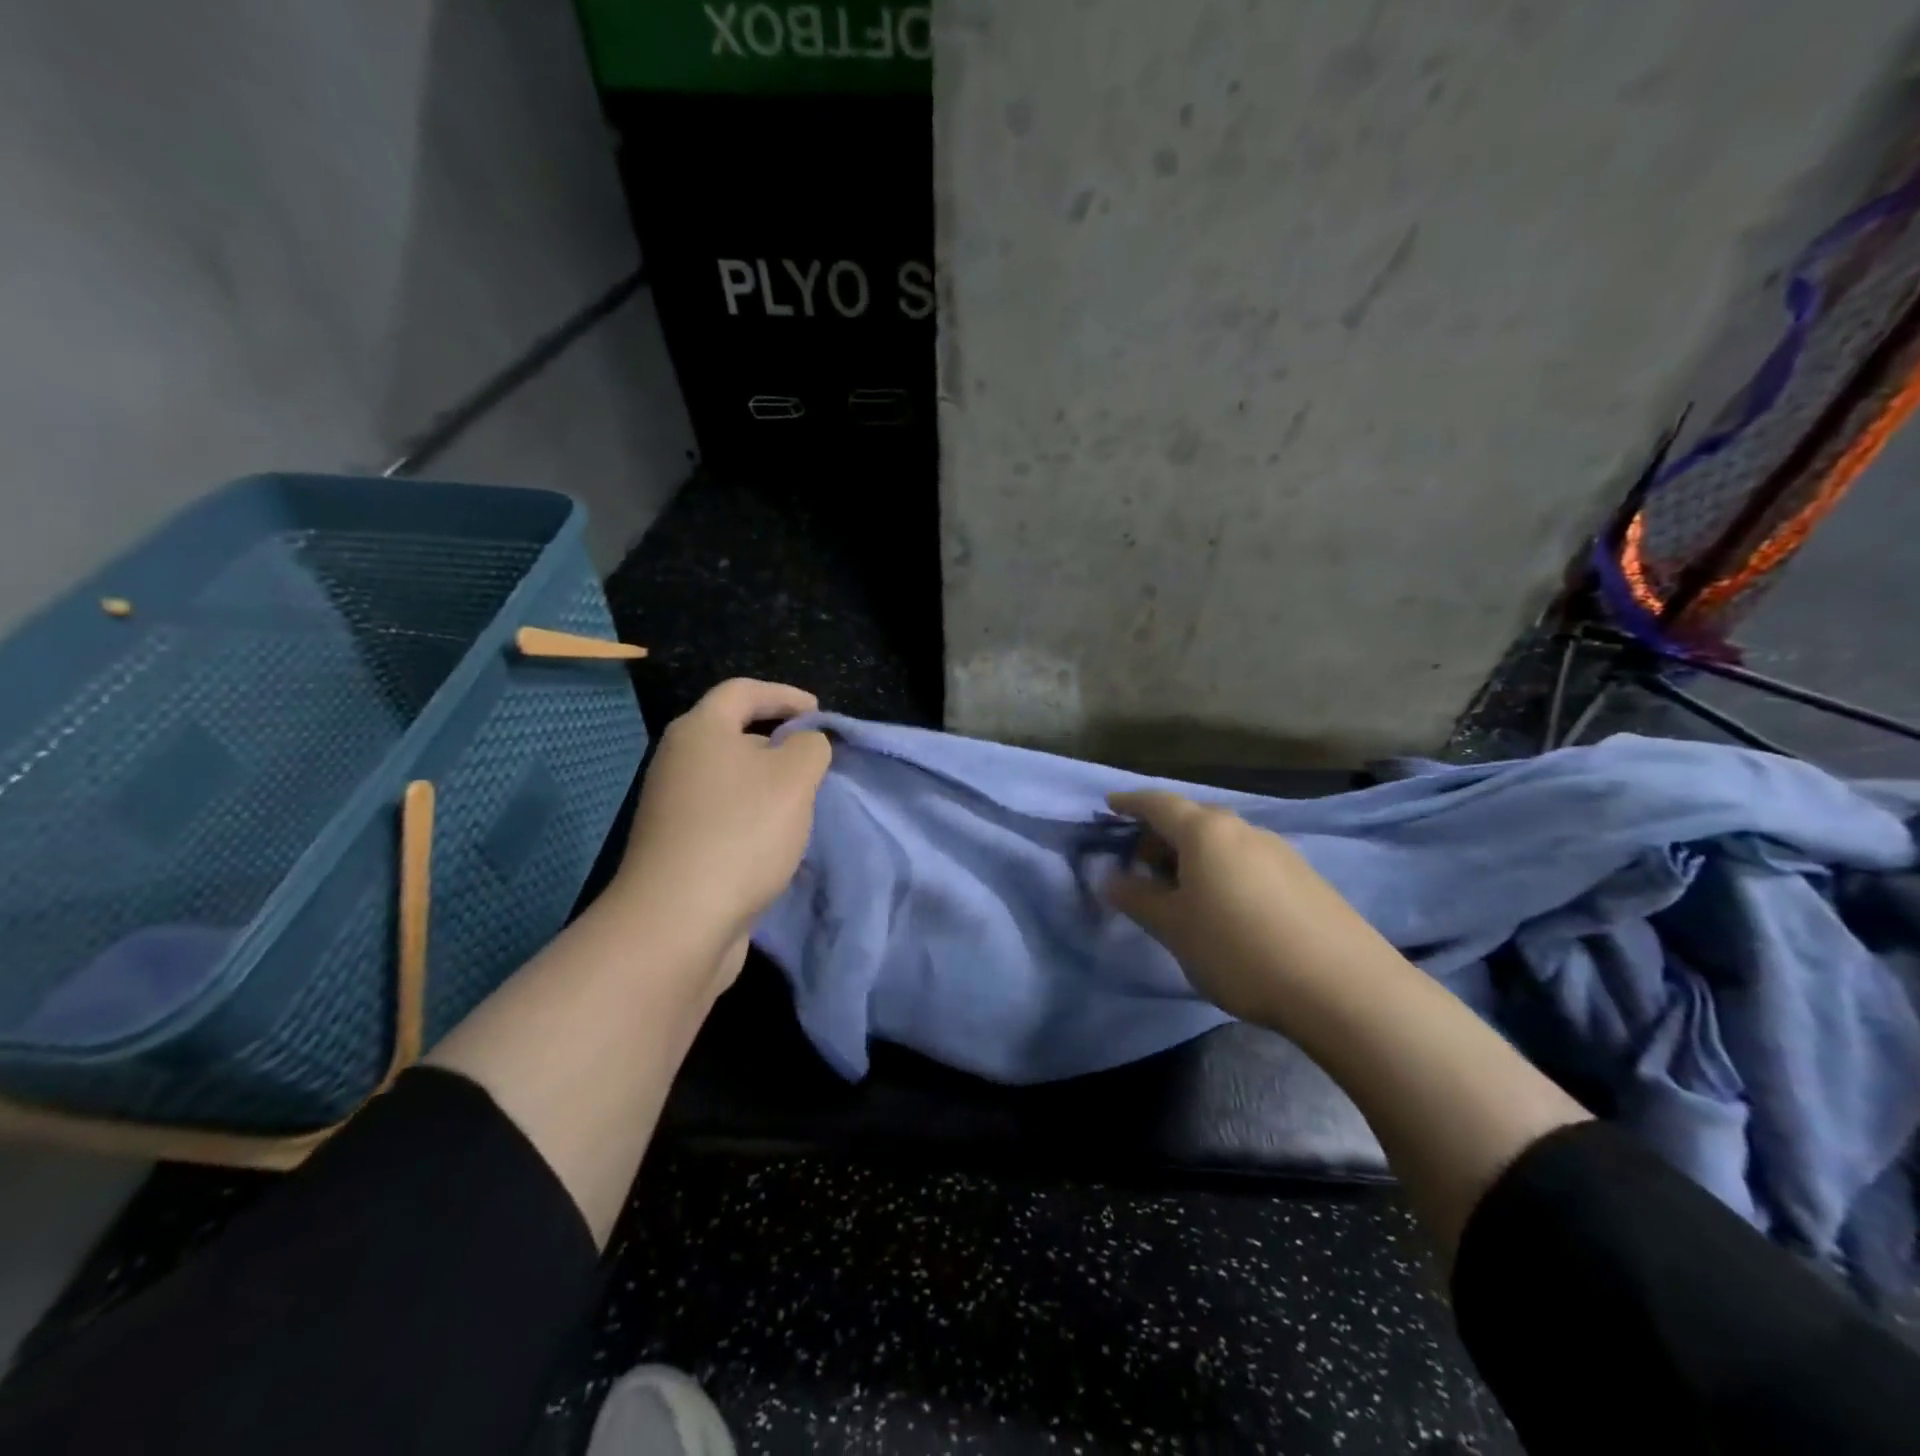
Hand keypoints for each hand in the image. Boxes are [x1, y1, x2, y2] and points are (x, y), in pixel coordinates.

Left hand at [615, 680, 830, 962]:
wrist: (679, 920)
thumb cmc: (741, 832)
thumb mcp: (796, 777)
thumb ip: (811, 746)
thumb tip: (804, 745)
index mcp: (700, 730)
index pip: (743, 690)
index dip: (785, 694)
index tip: (820, 714)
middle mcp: (678, 760)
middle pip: (734, 734)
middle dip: (780, 742)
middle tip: (816, 761)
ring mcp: (673, 806)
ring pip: (731, 779)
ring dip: (769, 785)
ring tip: (804, 803)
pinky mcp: (676, 845)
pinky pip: (724, 815)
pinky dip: (754, 817)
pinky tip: (778, 842)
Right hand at [1104, 790, 1395, 1026]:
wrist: (1344, 989)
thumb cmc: (1239, 950)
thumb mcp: (1175, 928)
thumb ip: (1138, 899)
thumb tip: (1111, 878)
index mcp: (1207, 832)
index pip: (1159, 804)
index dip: (1131, 803)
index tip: (1110, 805)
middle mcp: (1244, 830)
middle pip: (1193, 820)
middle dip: (1161, 836)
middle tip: (1140, 865)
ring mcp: (1281, 853)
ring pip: (1223, 842)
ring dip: (1193, 856)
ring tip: (1180, 892)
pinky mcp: (1306, 879)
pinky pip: (1248, 862)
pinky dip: (1223, 872)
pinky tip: (1224, 908)